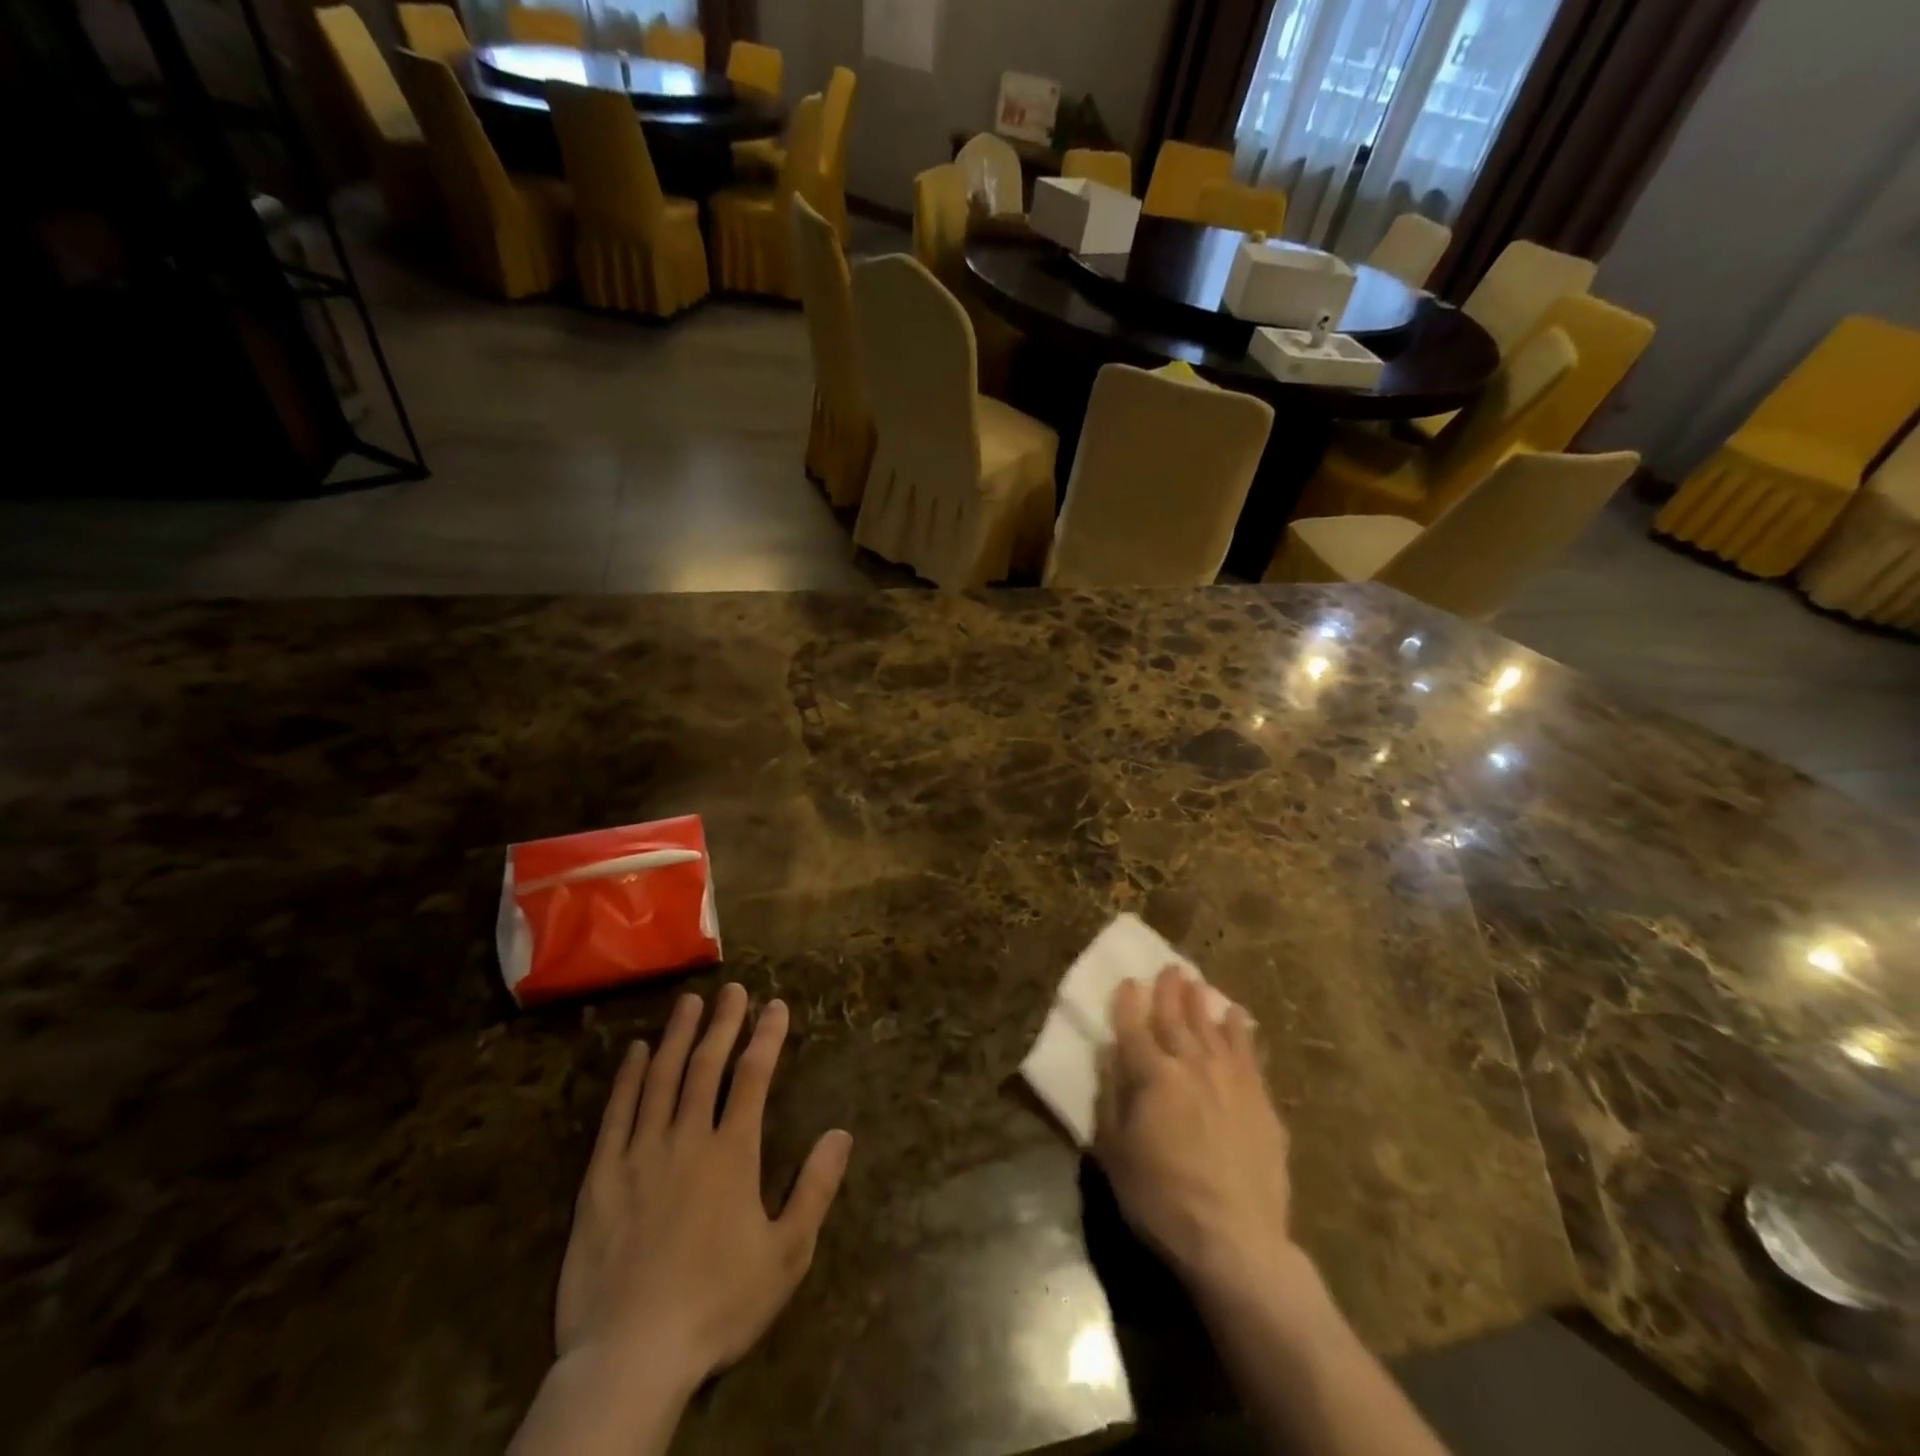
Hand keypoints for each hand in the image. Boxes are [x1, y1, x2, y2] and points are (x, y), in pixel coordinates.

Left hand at [554, 984, 852, 1392]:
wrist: (631, 1357)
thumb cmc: (718, 1304)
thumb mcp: (786, 1255)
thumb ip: (816, 1189)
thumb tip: (841, 1133)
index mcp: (732, 1153)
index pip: (753, 1077)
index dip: (767, 1037)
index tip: (775, 1005)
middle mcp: (687, 1139)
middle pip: (706, 1066)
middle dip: (724, 1023)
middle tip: (733, 989)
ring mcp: (640, 1154)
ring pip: (662, 1079)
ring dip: (678, 1036)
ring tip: (689, 1001)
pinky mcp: (601, 1178)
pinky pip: (616, 1114)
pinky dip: (628, 1078)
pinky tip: (637, 1052)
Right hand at [1094, 967, 1297, 1295]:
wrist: (1235, 1240)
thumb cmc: (1161, 1200)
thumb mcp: (1115, 1153)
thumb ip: (1111, 1096)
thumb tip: (1110, 1052)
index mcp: (1152, 1076)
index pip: (1134, 1027)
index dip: (1128, 1003)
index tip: (1128, 982)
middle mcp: (1190, 1065)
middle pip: (1176, 1019)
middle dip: (1169, 991)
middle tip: (1168, 967)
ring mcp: (1229, 1079)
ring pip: (1212, 1027)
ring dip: (1202, 1002)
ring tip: (1197, 982)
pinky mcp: (1260, 1100)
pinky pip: (1248, 1052)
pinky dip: (1240, 1030)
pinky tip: (1237, 1016)